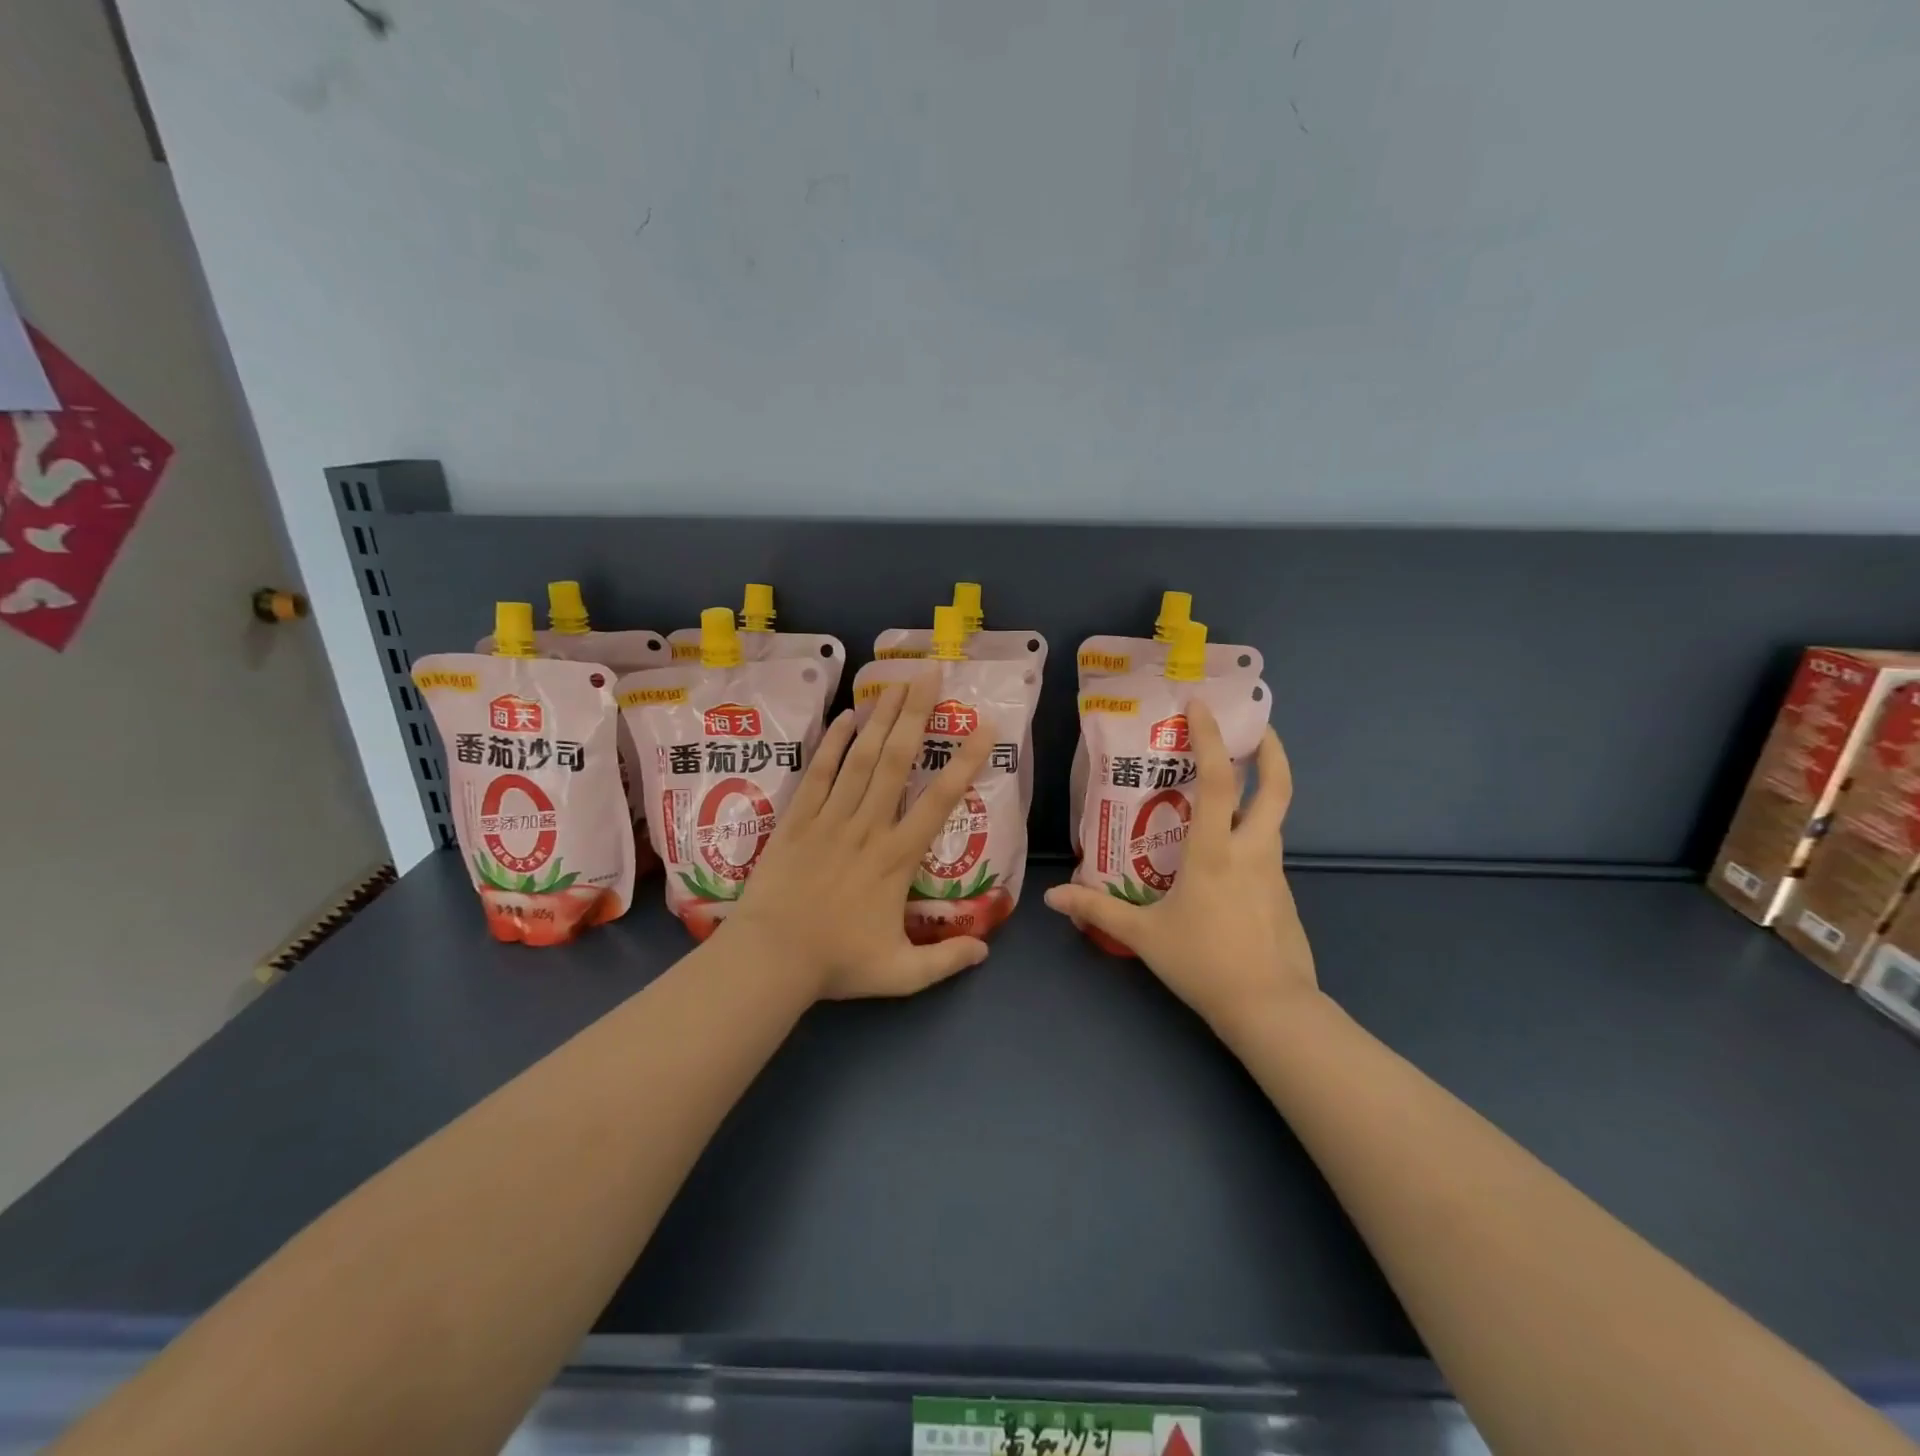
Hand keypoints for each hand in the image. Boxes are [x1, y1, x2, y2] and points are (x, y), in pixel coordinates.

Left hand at [721, 671, 995, 1000]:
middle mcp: (867, 827)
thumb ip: (945, 962)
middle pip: (897, 761)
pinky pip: (818, 774)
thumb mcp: (900, 974)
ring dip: (881, 718)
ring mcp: (830, 819)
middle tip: (932, 673)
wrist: (769, 959)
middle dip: (917, 714)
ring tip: (897, 681)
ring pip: (860, 758)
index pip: (939, 801)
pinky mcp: (798, 820)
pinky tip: (845, 716)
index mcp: (897, 858)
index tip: (984, 726)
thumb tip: (986, 950)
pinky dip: (832, 744)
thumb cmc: (836, 964)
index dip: (964, 762)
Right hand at [1043, 704, 1317, 1032]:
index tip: (1203, 706)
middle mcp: (1252, 849)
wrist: (1271, 1009)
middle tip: (1256, 728)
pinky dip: (1252, 834)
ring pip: (1273, 819)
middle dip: (1271, 750)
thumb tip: (1053, 897)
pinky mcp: (1283, 894)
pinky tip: (1227, 855)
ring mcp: (1274, 871)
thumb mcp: (1144, 936)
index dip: (1211, 737)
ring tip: (1227, 790)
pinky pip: (1267, 851)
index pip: (1218, 779)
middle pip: (1277, 787)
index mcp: (1216, 850)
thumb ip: (1098, 909)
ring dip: (1261, 792)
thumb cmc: (1204, 962)